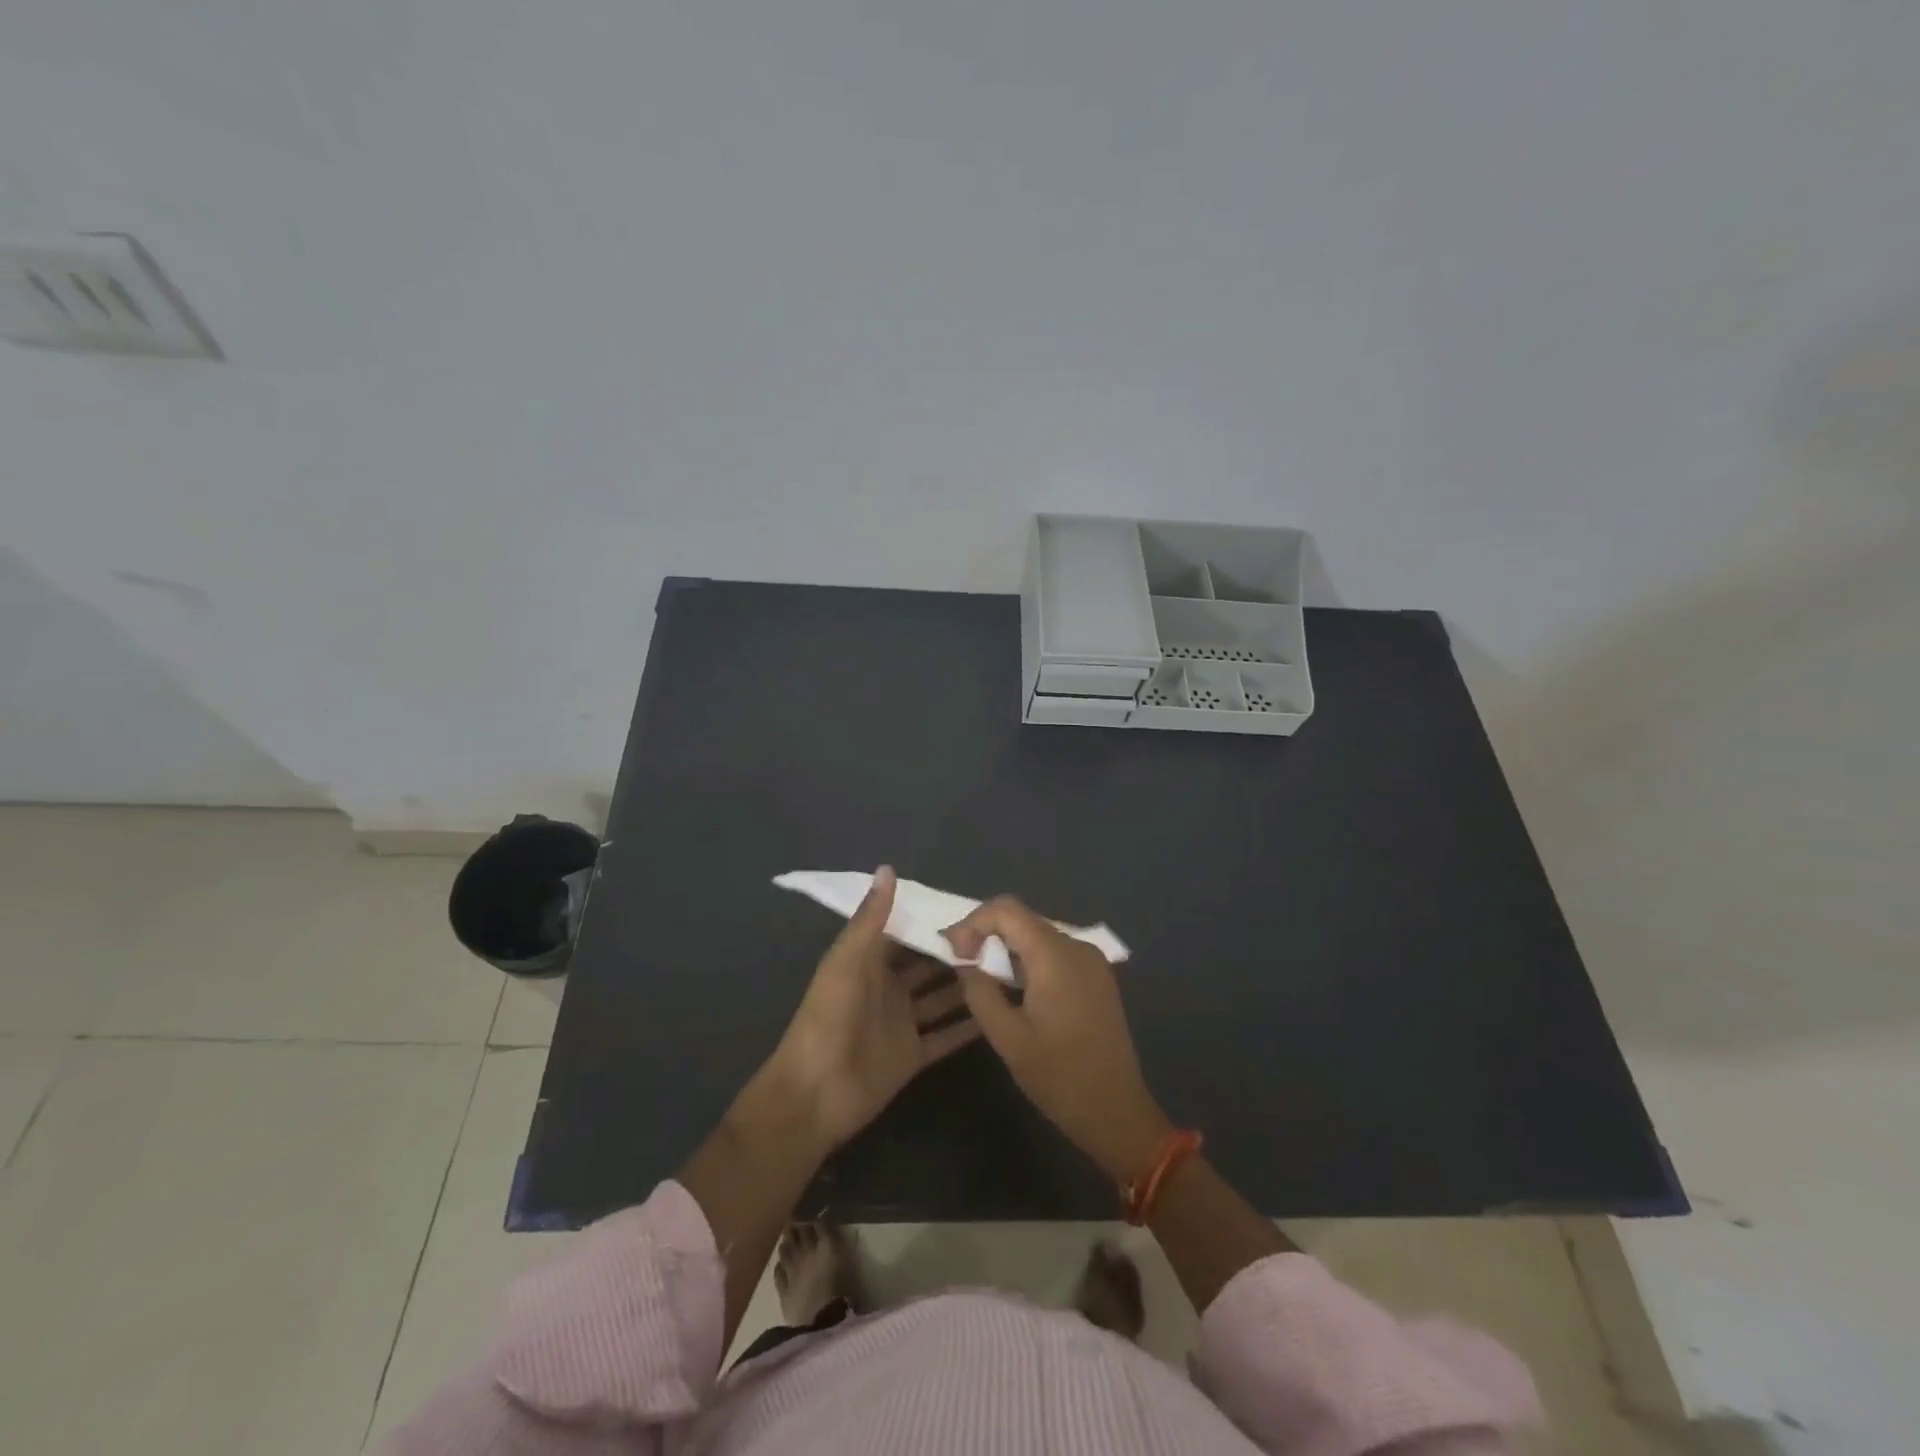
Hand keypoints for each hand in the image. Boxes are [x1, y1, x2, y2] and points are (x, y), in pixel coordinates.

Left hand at [768, 866, 981, 1150]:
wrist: (815, 1094)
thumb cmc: (829, 1018)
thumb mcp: (848, 961)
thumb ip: (871, 918)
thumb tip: (889, 868)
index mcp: (868, 963)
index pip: (904, 932)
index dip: (931, 919)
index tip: (970, 904)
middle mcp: (888, 989)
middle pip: (927, 965)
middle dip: (957, 951)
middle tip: (1001, 937)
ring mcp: (902, 1023)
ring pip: (942, 998)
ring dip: (968, 986)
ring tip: (1008, 968)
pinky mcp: (914, 1055)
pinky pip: (946, 1037)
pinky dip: (969, 1026)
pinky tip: (1001, 1012)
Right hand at [946, 898, 1173, 1182]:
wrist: (1117, 1112)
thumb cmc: (1059, 1077)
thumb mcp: (1008, 1037)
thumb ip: (980, 991)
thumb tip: (965, 963)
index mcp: (1056, 955)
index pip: (1007, 909)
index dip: (973, 922)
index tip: (955, 953)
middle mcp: (1077, 946)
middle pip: (1023, 919)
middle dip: (987, 934)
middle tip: (962, 965)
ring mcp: (1092, 961)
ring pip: (1038, 935)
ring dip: (1007, 949)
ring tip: (984, 979)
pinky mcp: (1097, 978)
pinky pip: (1056, 953)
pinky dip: (1029, 961)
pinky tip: (1016, 990)